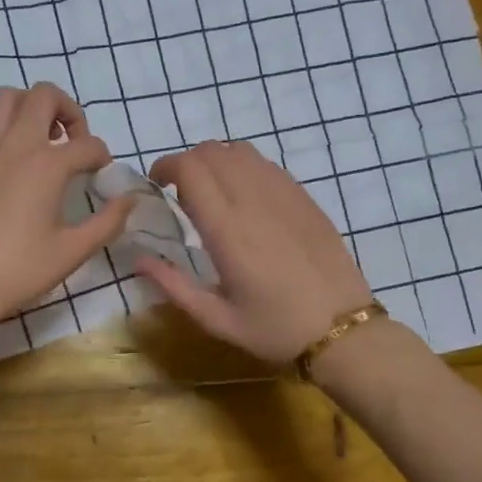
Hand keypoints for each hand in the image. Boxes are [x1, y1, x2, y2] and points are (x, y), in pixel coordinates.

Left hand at [0, 83, 134, 327]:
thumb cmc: (20, 269)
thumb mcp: (73, 250)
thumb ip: (108, 221)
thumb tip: (130, 200)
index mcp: (46, 165)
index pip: (88, 144)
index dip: (102, 158)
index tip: (101, 176)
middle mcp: (15, 144)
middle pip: (45, 95)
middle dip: (68, 110)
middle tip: (74, 141)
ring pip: (8, 96)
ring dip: (31, 107)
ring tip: (43, 139)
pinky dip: (5, 124)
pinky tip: (14, 157)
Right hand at [139, 141, 372, 362]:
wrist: (343, 330)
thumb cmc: (275, 330)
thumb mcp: (217, 319)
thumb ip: (173, 286)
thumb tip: (138, 258)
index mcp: (228, 230)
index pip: (191, 169)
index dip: (167, 166)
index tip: (157, 184)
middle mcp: (254, 201)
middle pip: (212, 151)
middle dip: (188, 162)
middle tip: (180, 192)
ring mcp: (284, 195)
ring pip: (241, 151)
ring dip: (217, 161)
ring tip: (213, 191)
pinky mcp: (305, 198)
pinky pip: (267, 165)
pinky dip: (245, 167)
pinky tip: (246, 197)